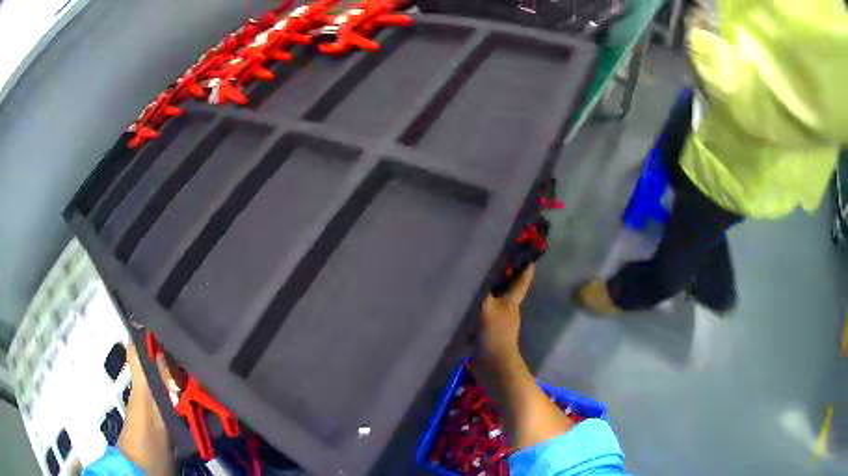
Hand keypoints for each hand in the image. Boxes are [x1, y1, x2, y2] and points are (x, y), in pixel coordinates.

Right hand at [479, 264, 534, 365]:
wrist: (493, 364)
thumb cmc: (495, 333)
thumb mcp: (487, 307)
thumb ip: (483, 292)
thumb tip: (478, 276)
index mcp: (512, 302)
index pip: (521, 282)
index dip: (526, 269)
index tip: (530, 257)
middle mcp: (508, 310)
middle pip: (508, 291)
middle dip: (504, 278)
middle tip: (492, 263)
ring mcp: (500, 323)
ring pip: (495, 303)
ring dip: (488, 294)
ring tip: (475, 283)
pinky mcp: (489, 333)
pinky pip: (484, 316)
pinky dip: (478, 309)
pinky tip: (467, 306)